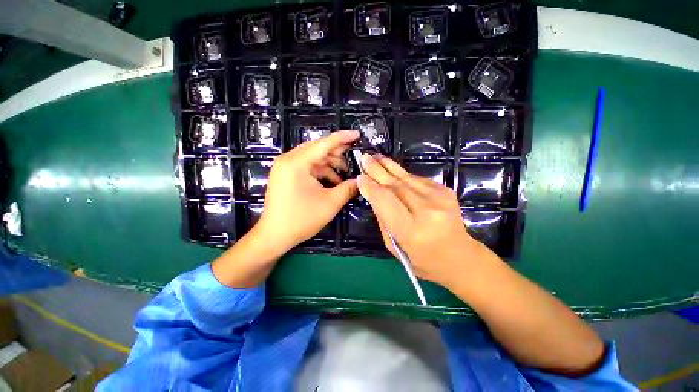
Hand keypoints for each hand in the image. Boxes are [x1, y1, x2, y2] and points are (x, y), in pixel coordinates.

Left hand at [254, 130, 358, 255]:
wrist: (274, 236)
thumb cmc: (301, 219)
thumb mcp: (330, 203)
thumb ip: (348, 188)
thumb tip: (362, 181)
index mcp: (296, 162)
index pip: (323, 144)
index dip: (342, 138)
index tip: (357, 134)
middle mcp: (288, 160)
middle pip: (317, 149)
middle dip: (337, 153)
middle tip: (355, 155)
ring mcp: (285, 167)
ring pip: (313, 159)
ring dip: (330, 165)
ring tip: (346, 173)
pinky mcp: (286, 175)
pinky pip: (307, 167)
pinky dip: (321, 172)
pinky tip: (333, 182)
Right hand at [357, 153, 491, 287]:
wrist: (460, 257)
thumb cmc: (422, 258)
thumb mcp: (394, 246)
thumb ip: (383, 219)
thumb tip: (372, 194)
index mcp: (412, 230)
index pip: (386, 200)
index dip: (371, 187)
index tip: (359, 176)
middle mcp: (427, 210)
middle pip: (396, 185)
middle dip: (377, 170)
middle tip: (364, 158)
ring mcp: (440, 198)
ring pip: (407, 178)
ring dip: (389, 166)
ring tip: (375, 157)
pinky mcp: (446, 190)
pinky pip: (417, 179)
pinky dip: (402, 174)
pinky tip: (391, 169)